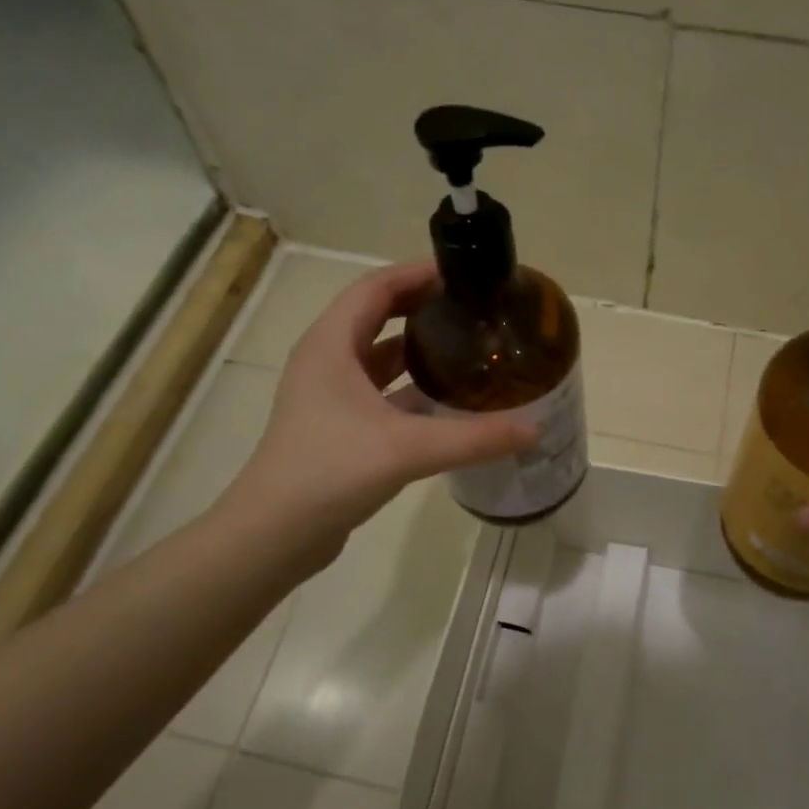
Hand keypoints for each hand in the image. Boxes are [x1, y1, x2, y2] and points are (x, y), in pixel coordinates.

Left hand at [213, 260, 532, 575]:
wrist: (275, 534)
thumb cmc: (330, 470)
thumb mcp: (407, 448)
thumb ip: (473, 437)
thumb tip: (533, 429)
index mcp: (332, 344)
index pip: (377, 287)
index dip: (418, 273)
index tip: (464, 275)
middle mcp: (328, 361)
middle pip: (378, 315)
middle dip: (424, 307)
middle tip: (473, 309)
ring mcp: (330, 396)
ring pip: (380, 357)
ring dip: (419, 349)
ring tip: (468, 348)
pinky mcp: (339, 427)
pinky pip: (382, 393)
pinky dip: (413, 389)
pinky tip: (449, 402)